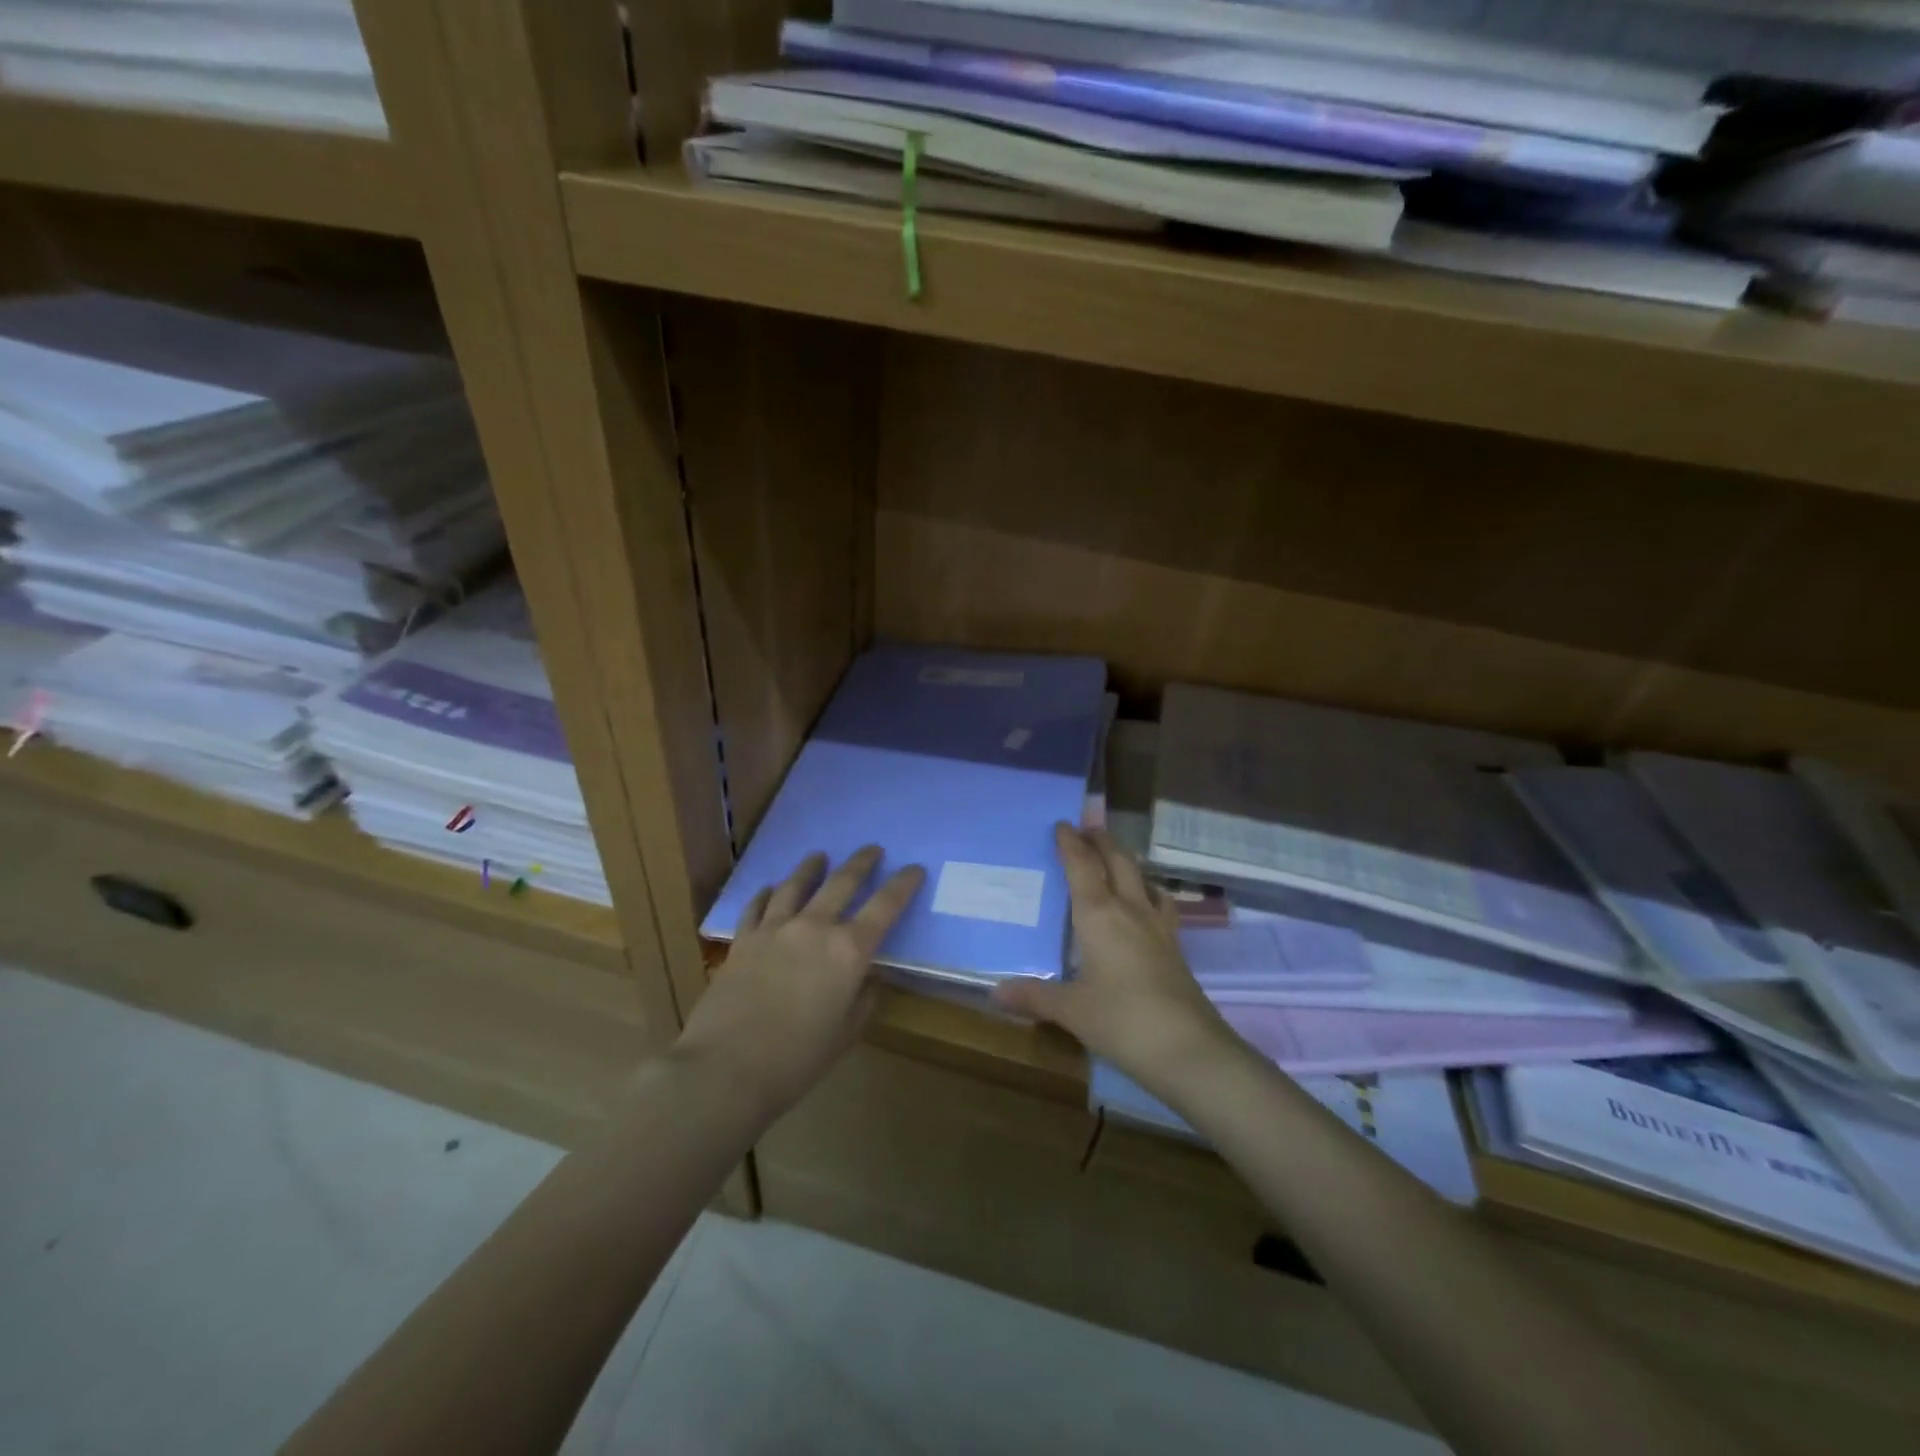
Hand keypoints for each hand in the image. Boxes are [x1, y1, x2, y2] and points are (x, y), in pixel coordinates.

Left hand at [673, 847, 923, 1124]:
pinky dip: (767, 893)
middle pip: (842, 882)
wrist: (725, 1068)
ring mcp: (774, 929)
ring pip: (796, 884)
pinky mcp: (743, 940)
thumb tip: (867, 979)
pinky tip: (770, 888)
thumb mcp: (845, 1034)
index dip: (903, 884)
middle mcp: (814, 928)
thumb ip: (862, 1000)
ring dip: (811, 867)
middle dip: (861, 862)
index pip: (885, 906)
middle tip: (872, 849)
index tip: (914, 869)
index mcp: (849, 951)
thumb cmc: (796, 1059)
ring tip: (819, 856)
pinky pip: (757, 906)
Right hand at [992, 824, 1232, 1093]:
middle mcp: (1130, 911)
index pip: (1082, 867)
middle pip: (1118, 862)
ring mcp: (1158, 928)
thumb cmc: (1121, 1020)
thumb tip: (995, 993)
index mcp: (1099, 915)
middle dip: (1102, 842)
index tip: (1061, 824)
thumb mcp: (1071, 1010)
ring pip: (1143, 879)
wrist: (1188, 1049)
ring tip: (1117, 859)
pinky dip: (1150, 893)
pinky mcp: (1175, 948)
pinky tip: (1147, 904)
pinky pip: (1161, 905)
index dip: (1070, 844)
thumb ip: (1034, 997)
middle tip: (1088, 829)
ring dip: (1128, 862)